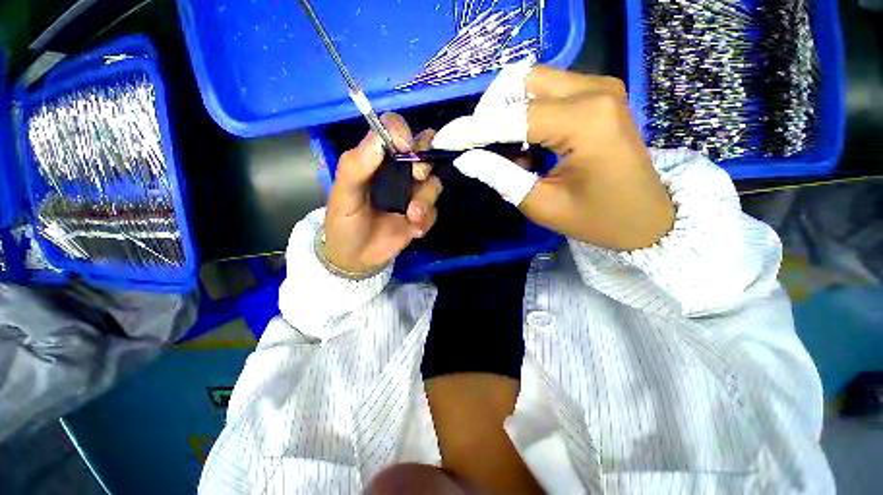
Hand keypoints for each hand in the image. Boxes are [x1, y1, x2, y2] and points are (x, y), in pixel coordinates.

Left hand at [323, 113, 441, 274]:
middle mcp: (398, 172)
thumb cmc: (344, 223)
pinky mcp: (421, 215)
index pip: (393, 129)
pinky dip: (426, 220)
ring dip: (425, 200)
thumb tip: (381, 139)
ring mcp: (412, 194)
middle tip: (417, 177)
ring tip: (411, 217)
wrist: (355, 259)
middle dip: (425, 162)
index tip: (405, 147)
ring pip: (433, 183)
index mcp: (376, 160)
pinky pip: (434, 211)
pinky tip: (413, 231)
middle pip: (424, 151)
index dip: (403, 131)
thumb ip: (356, 166)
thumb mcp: (343, 195)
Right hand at [434, 65, 674, 250]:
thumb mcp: (541, 204)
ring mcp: (599, 88)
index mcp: (585, 120)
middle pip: (520, 81)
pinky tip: (528, 145)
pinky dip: (526, 114)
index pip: (511, 117)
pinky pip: (548, 91)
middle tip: (482, 148)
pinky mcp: (598, 95)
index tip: (445, 140)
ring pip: (532, 82)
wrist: (647, 218)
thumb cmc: (597, 219)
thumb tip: (466, 158)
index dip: (472, 129)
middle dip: (490, 112)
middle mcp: (594, 90)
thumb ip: (500, 176)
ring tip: (509, 153)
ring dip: (507, 113)